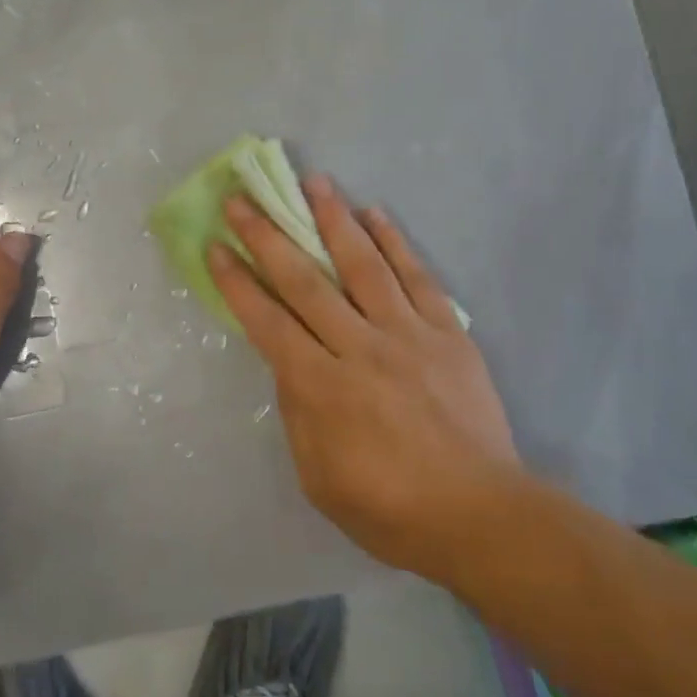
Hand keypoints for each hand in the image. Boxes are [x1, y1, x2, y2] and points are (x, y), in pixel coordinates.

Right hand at [208, 177, 524, 580]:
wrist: (479, 515)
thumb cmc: (389, 508)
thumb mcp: (318, 476)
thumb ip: (298, 411)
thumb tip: (289, 360)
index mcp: (322, 388)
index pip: (268, 321)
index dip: (238, 281)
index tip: (217, 245)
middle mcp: (360, 348)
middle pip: (306, 281)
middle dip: (268, 237)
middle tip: (244, 199)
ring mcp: (408, 335)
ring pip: (364, 265)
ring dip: (334, 219)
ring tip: (314, 181)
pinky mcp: (447, 333)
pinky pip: (418, 277)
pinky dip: (395, 242)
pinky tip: (376, 213)